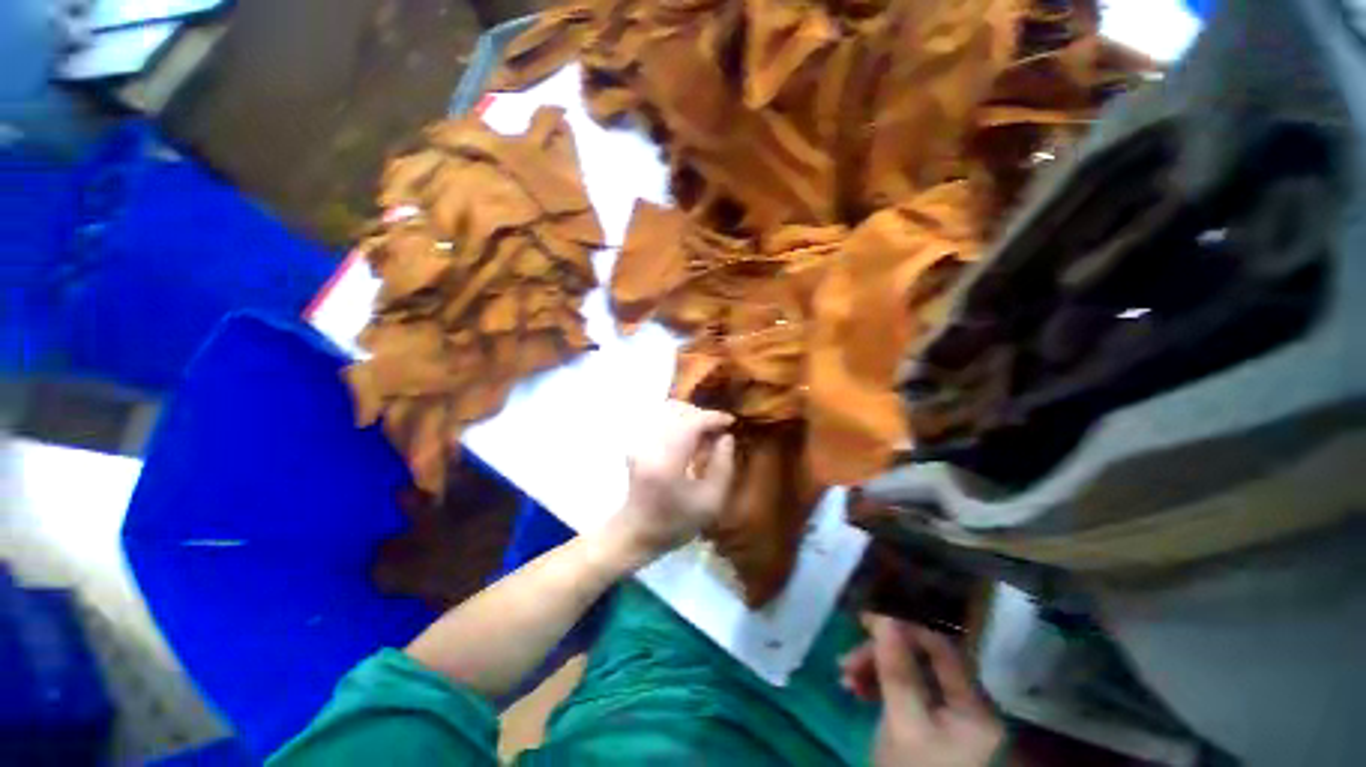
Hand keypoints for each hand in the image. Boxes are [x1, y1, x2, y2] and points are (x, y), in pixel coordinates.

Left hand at [614, 400, 735, 561]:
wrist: (637, 532)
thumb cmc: (676, 522)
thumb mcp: (711, 502)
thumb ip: (724, 466)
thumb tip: (727, 437)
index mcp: (667, 461)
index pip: (692, 423)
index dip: (714, 417)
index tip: (731, 421)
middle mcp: (649, 444)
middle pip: (679, 411)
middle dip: (703, 417)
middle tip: (719, 432)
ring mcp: (640, 441)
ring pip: (669, 412)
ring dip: (691, 418)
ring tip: (705, 436)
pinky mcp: (637, 442)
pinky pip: (662, 420)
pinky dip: (680, 423)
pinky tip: (690, 439)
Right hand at [840, 616, 1003, 766]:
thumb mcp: (903, 725)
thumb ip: (898, 672)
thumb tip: (885, 619)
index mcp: (975, 706)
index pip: (941, 648)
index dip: (903, 629)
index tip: (864, 622)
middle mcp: (970, 706)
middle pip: (924, 661)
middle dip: (881, 656)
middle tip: (845, 663)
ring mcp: (952, 718)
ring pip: (912, 676)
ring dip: (876, 670)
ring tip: (845, 678)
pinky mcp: (934, 726)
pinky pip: (908, 693)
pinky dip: (881, 688)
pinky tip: (857, 691)